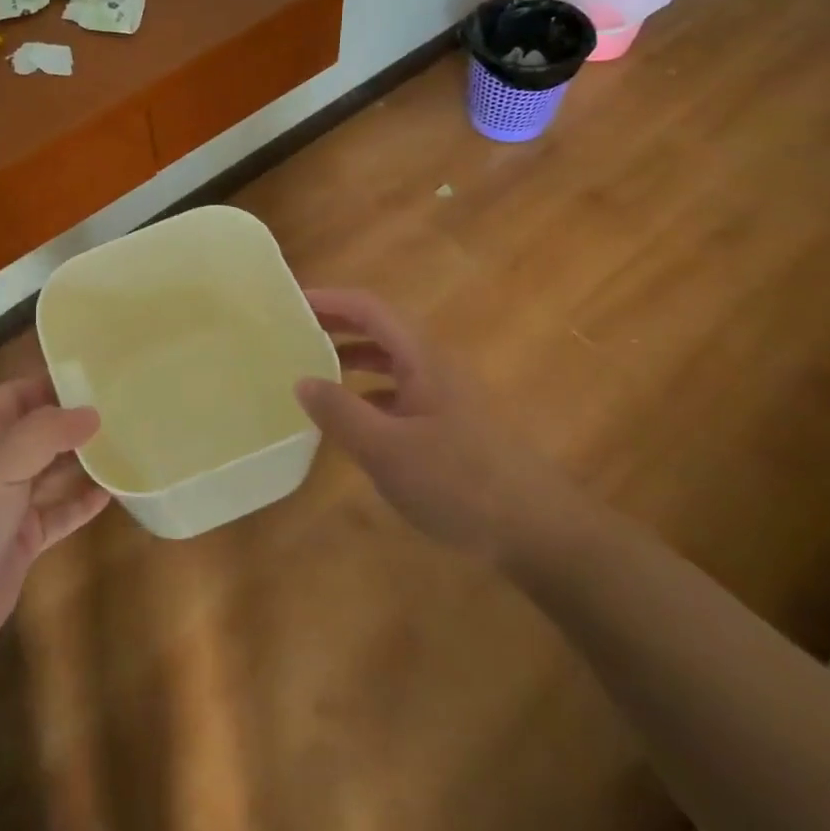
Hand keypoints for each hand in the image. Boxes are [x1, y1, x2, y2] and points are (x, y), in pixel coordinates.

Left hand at [0, 378, 109, 649]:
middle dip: (77, 422)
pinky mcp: (23, 537)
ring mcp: (8, 500)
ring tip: (128, 445)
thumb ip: (47, 433)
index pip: (21, 393)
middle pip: (41, 430)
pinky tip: (114, 490)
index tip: (102, 377)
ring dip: (85, 460)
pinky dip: (82, 501)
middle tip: (127, 410)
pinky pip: (59, 511)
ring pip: (54, 470)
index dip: (57, 383)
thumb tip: (93, 413)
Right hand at [295, 288, 564, 556]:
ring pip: (391, 361)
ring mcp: (445, 396)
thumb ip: (341, 412)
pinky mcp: (450, 425)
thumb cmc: (460, 483)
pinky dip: (369, 392)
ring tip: (311, 368)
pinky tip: (352, 418)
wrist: (540, 531)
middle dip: (337, 324)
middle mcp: (434, 366)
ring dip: (352, 357)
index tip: (289, 302)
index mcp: (421, 358)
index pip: (369, 308)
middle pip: (380, 328)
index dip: (330, 299)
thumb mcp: (388, 450)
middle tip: (291, 330)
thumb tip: (301, 380)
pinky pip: (400, 392)